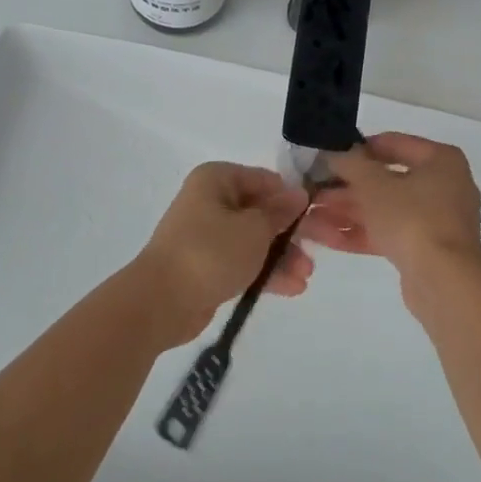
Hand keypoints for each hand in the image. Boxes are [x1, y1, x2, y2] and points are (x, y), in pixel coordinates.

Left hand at [133, 163, 313, 345]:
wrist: (161, 302)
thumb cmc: (211, 252)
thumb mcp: (254, 229)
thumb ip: (279, 213)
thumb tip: (298, 195)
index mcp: (217, 180)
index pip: (264, 180)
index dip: (291, 197)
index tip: (317, 216)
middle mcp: (210, 201)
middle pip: (260, 211)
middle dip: (290, 233)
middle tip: (319, 249)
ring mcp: (207, 235)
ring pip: (254, 239)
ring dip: (281, 256)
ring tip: (305, 276)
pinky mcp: (206, 265)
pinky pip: (242, 262)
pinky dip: (265, 272)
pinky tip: (292, 288)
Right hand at [300, 133, 480, 297]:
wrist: (444, 282)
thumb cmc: (412, 217)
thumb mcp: (373, 183)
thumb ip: (350, 163)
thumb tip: (334, 154)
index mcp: (440, 160)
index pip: (393, 143)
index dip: (358, 148)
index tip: (329, 156)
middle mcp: (443, 186)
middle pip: (387, 180)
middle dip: (347, 187)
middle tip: (314, 190)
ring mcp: (435, 221)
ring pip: (385, 209)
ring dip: (348, 211)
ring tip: (311, 215)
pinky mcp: (425, 250)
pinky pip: (389, 234)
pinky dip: (361, 233)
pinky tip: (326, 238)